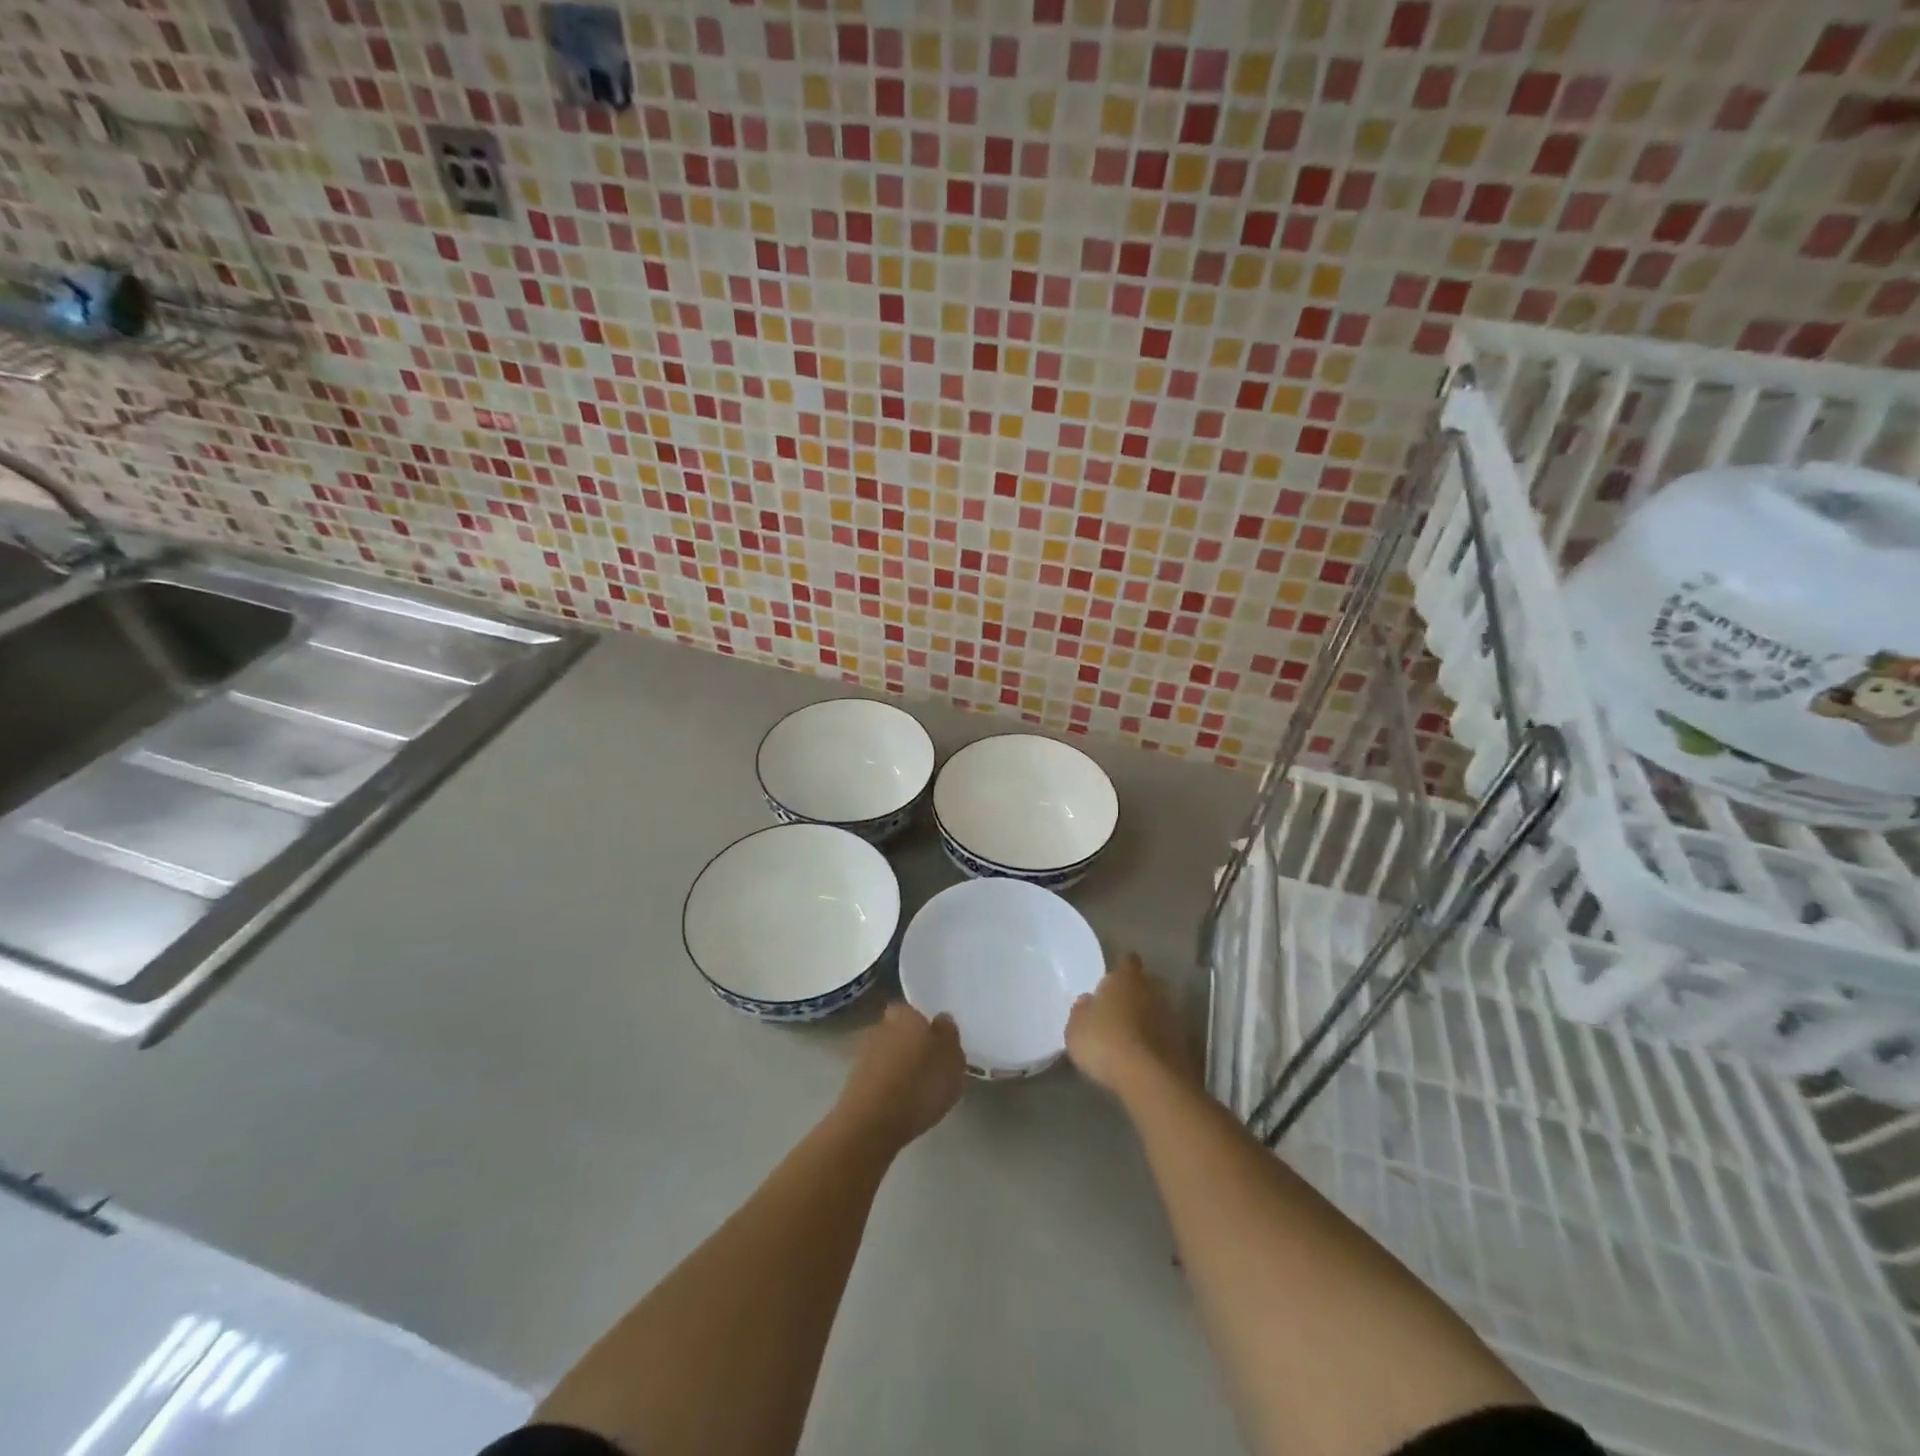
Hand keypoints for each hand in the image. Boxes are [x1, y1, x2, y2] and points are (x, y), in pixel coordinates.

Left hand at [835, 1002, 965, 1150]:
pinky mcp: (852, 1084)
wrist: (872, 1123)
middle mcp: (880, 1027)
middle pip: (899, 1032)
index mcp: (904, 1014)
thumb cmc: (919, 1084)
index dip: (926, 1027)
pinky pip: (877, 1080)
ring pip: (887, 1056)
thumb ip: (949, 1036)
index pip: (914, 1011)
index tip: (938, 1046)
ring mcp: (862, 1055)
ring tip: (917, 1093)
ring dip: (898, 1069)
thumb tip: (942, 1021)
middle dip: (911, 1046)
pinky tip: (900, 1107)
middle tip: (930, 1069)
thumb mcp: (952, 1059)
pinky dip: (887, 1089)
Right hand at [1066, 951, 1197, 1099]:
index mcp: (1125, 978)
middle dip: (1136, 993)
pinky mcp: (1183, 1043)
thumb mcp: (1076, 1029)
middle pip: (1146, 984)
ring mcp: (1171, 1016)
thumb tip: (1087, 1001)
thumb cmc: (1105, 1042)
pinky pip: (1165, 1035)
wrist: (1150, 1079)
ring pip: (1157, 1009)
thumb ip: (1081, 1011)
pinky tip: (1143, 1057)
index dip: (1121, 969)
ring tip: (1130, 1037)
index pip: (1127, 961)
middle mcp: (1153, 989)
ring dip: (1147, 1019)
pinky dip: (1156, 1041)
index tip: (1113, 979)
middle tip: (1119, 1009)